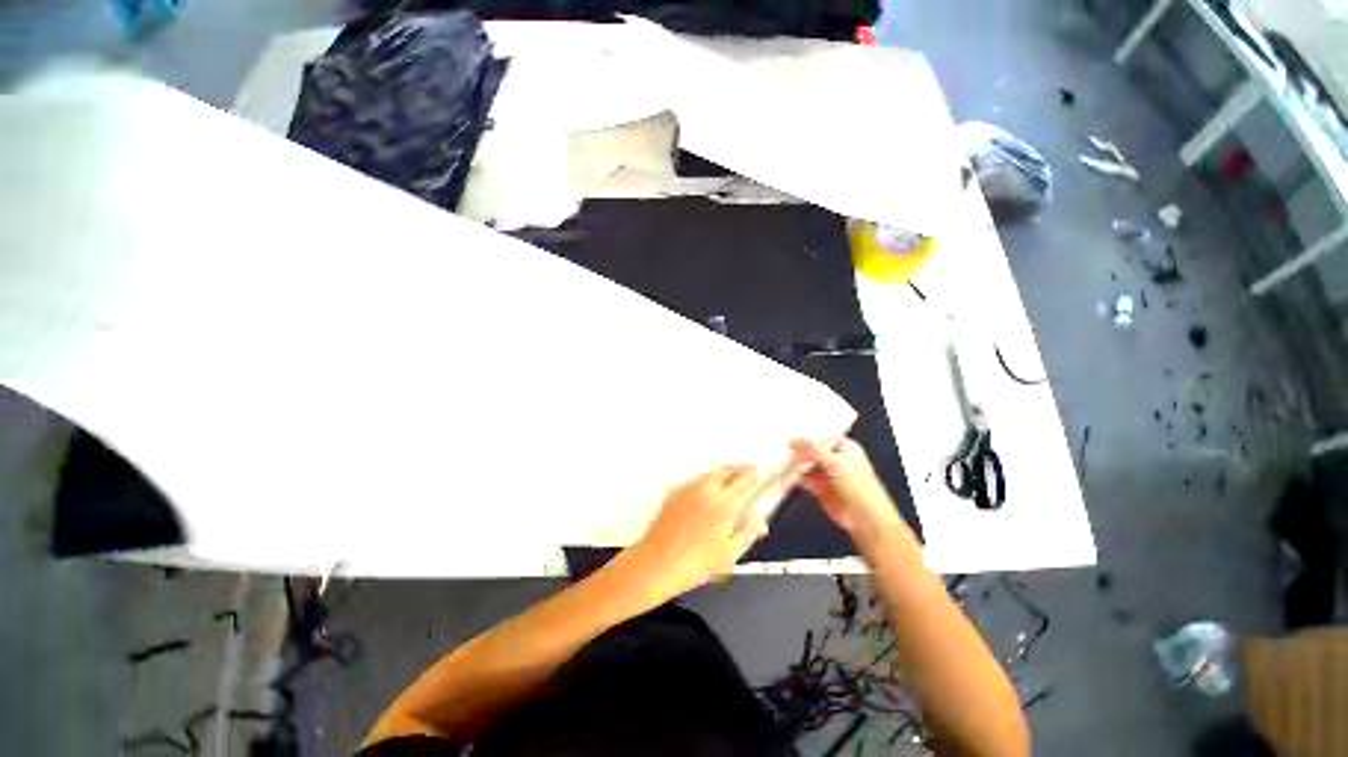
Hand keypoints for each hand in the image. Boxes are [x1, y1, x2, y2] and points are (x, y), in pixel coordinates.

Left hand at [627, 465, 767, 600]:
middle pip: (726, 471)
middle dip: (738, 469)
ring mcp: (688, 489)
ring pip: (710, 473)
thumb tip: (760, 525)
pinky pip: (694, 480)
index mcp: (724, 505)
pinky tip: (705, 490)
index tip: (757, 472)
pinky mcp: (674, 491)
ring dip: (721, 473)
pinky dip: (704, 481)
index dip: (752, 474)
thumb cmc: (695, 565)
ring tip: (728, 477)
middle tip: (745, 471)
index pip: (744, 481)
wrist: (657, 563)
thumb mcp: (730, 554)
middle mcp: (707, 491)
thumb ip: (748, 535)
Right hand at [791, 438, 902, 538]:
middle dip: (797, 455)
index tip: (787, 438)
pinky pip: (804, 479)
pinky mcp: (820, 487)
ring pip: (805, 465)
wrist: (866, 519)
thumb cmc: (858, 487)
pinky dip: (795, 479)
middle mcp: (834, 458)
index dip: (804, 438)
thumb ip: (811, 450)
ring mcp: (826, 473)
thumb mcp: (834, 463)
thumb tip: (792, 439)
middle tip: (783, 454)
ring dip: (794, 467)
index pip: (819, 438)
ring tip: (782, 467)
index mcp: (843, 447)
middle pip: (810, 452)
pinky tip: (786, 479)